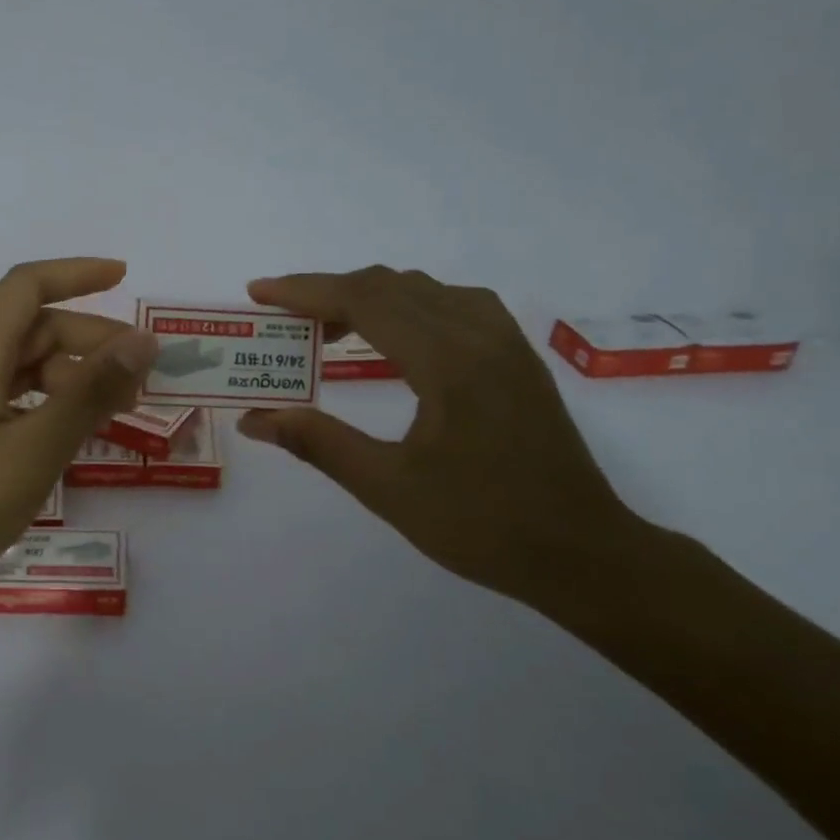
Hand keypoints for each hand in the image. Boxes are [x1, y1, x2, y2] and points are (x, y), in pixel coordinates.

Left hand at [0, 258, 157, 611]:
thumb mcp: (34, 449)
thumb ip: (90, 393)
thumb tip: (142, 341)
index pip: (27, 286)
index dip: (77, 274)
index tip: (125, 277)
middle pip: (32, 327)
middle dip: (90, 339)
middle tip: (140, 375)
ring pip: (23, 364)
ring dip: (73, 375)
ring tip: (118, 409)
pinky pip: (9, 396)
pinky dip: (48, 402)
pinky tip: (72, 433)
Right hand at [237, 267, 639, 607]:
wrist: (584, 553)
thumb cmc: (483, 525)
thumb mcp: (389, 489)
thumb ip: (318, 443)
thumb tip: (255, 420)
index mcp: (447, 362)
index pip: (363, 300)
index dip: (304, 291)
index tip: (259, 293)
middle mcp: (478, 334)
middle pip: (389, 286)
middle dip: (327, 291)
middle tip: (281, 316)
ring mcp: (504, 341)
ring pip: (422, 290)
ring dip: (367, 297)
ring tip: (327, 329)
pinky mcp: (516, 356)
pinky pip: (452, 303)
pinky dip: (407, 306)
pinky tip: (394, 337)